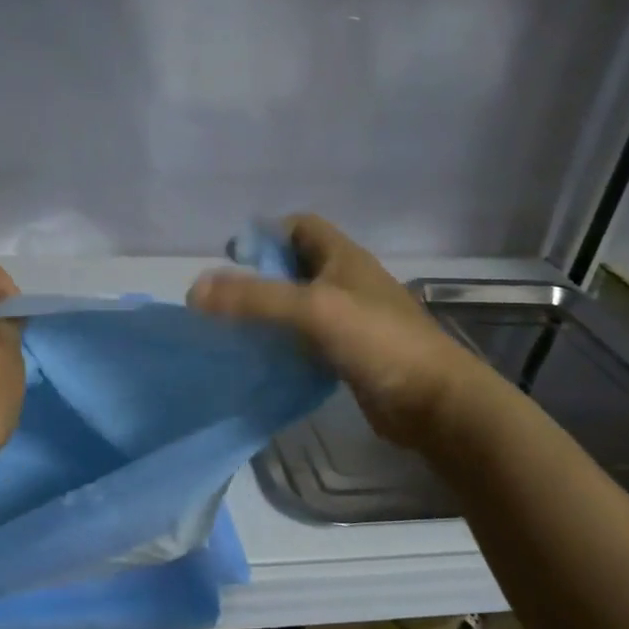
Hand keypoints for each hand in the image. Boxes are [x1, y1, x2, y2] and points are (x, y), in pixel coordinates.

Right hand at [188, 214, 471, 449]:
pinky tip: (260, 357)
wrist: (434, 403)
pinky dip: (282, 342)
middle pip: (295, 265)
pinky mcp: (348, 354)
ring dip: (268, 311)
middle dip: (260, 275)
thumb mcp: (313, 309)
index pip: (299, 226)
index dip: (266, 233)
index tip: (232, 257)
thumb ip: (254, 298)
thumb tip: (194, 291)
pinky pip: (306, 338)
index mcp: (343, 257)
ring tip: (232, 327)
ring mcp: (349, 319)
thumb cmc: (378, 341)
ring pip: (298, 304)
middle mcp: (346, 282)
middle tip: (224, 297)